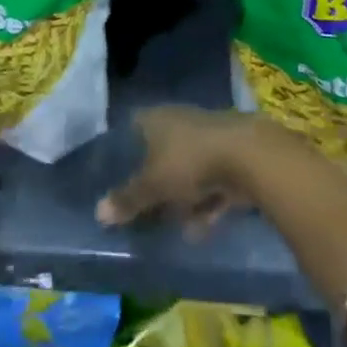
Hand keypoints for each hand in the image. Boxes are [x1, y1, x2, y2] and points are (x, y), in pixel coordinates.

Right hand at [96, 106, 257, 238]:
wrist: (248, 155)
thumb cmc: (189, 161)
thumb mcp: (153, 185)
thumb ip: (128, 199)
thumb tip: (98, 213)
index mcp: (155, 119)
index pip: (132, 129)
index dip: (124, 151)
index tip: (117, 174)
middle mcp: (178, 121)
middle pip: (160, 150)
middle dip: (155, 179)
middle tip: (144, 207)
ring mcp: (206, 136)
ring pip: (186, 168)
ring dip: (182, 197)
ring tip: (175, 226)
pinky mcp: (230, 154)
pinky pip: (210, 180)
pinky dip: (205, 202)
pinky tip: (200, 228)